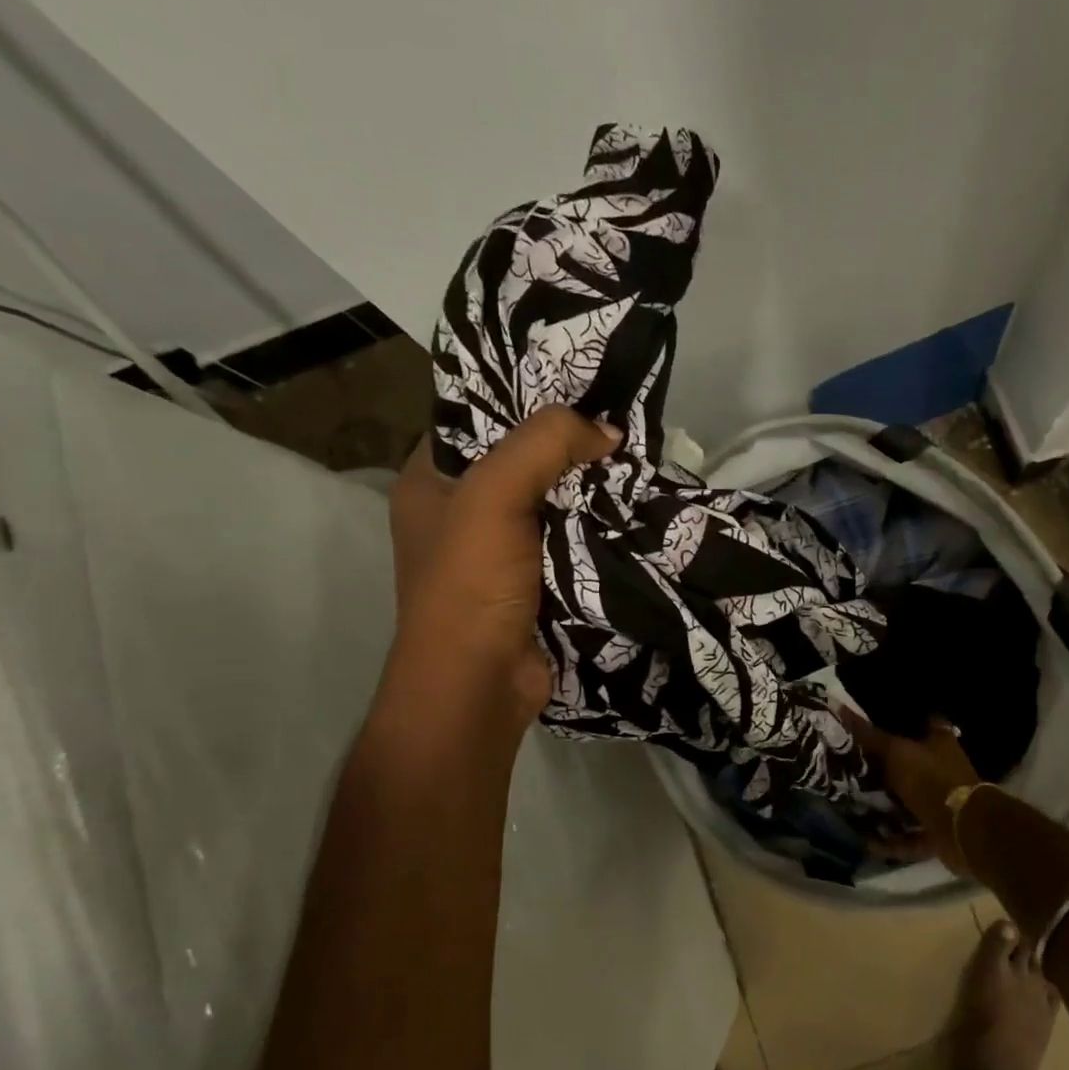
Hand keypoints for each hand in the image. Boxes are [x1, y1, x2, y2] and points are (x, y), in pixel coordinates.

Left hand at [387, 407, 620, 724]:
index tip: (577, 384)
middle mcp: (463, 511)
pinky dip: (599, 526)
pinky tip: (635, 506)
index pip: (474, 419)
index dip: (521, 398)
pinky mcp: (537, 580)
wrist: (479, 685)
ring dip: (590, 487)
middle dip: (568, 444)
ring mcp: (502, 549)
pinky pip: (572, 538)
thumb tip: (608, 431)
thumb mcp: (494, 495)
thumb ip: (545, 445)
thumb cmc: (470, 584)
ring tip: (638, 456)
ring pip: (554, 499)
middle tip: (619, 420)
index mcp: (430, 481)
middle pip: (522, 459)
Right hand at [841, 710, 980, 872]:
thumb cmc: (931, 779)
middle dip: (884, 770)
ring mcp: (941, 803)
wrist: (964, 829)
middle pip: (910, 766)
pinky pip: (909, 836)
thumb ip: (868, 735)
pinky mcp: (938, 833)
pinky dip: (890, 840)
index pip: (923, 723)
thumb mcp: (895, 752)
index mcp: (940, 743)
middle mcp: (942, 770)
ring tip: (852, 806)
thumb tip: (838, 706)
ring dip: (885, 807)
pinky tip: (865, 840)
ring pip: (908, 803)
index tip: (874, 724)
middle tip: (851, 769)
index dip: (901, 722)